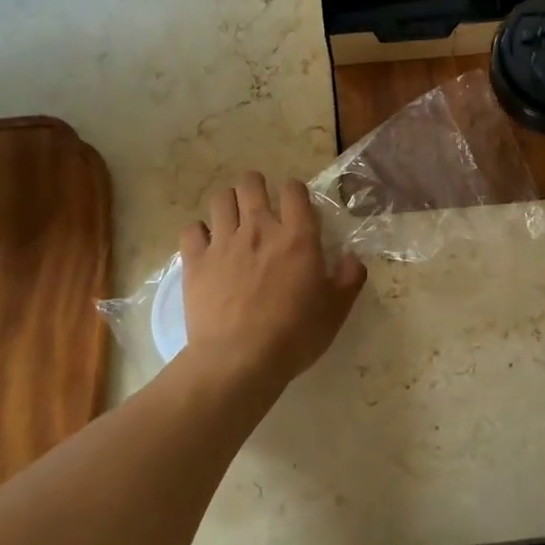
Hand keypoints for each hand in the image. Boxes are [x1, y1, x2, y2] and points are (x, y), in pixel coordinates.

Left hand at [178, 171, 366, 388]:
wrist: (239, 360)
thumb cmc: (294, 335)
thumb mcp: (336, 310)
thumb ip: (349, 278)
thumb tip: (351, 257)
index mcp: (297, 237)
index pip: (294, 190)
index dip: (294, 191)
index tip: (295, 206)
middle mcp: (259, 229)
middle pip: (251, 183)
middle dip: (256, 185)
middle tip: (260, 203)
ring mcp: (223, 243)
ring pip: (221, 200)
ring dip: (229, 203)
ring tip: (232, 219)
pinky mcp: (195, 261)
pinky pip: (192, 229)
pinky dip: (199, 232)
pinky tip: (206, 245)